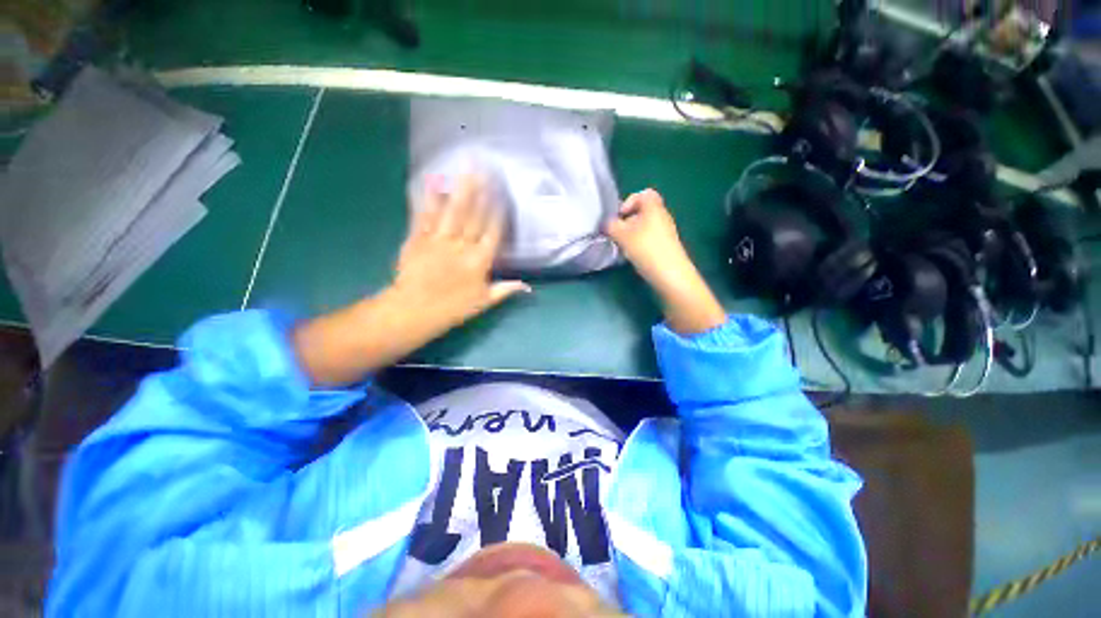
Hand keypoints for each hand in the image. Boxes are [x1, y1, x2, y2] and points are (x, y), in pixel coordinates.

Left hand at [393, 175, 529, 330]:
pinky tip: (435, 181)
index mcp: (479, 261)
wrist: (414, 311)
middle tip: (488, 169)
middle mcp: (462, 246)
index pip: (493, 232)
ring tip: (468, 169)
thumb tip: (528, 286)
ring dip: (462, 189)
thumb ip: (505, 290)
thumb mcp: (483, 302)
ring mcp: (439, 240)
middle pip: (475, 216)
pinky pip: (426, 215)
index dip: (498, 212)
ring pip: (454, 211)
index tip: (503, 193)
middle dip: (483, 192)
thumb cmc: (452, 308)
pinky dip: (430, 198)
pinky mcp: (418, 238)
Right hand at [605, 189, 725, 334]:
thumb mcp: (622, 235)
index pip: (644, 193)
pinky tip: (633, 255)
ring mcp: (666, 232)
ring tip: (623, 246)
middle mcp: (662, 216)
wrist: (670, 274)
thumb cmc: (646, 249)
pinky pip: (649, 238)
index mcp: (654, 207)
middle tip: (618, 233)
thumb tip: (606, 223)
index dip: (630, 201)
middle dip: (628, 221)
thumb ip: (611, 226)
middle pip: (643, 211)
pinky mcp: (666, 246)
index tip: (620, 216)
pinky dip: (639, 243)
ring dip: (632, 234)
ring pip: (645, 226)